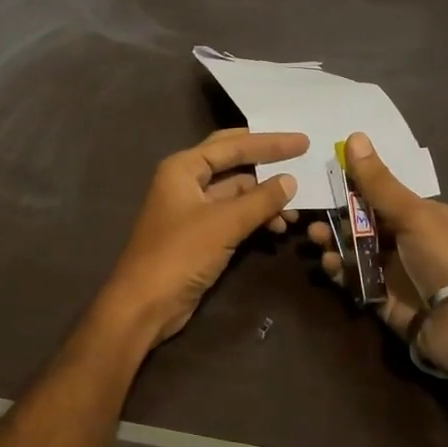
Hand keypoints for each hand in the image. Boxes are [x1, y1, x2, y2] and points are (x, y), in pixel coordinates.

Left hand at [98, 128, 306, 345]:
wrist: (144, 304)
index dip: (270, 142)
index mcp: (184, 168)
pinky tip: (278, 227)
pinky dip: (255, 217)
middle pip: (233, 162)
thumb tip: (290, 180)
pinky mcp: (199, 234)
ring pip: (236, 192)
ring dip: (265, 198)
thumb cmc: (179, 255)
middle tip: (302, 157)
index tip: (303, 142)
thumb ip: (260, 200)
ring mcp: (193, 208)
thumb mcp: (224, 224)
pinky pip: (234, 215)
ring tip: (296, 210)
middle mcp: (187, 181)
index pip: (233, 145)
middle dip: (267, 161)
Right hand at [307, 132, 447, 366]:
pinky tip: (329, 264)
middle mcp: (410, 242)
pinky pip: (356, 281)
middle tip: (313, 216)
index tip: (326, 181)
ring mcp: (397, 272)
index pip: (383, 197)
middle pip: (366, 225)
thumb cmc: (445, 256)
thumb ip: (378, 182)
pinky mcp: (384, 300)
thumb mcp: (412, 214)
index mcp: (424, 216)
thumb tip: (355, 136)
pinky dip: (340, 271)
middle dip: (338, 219)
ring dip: (335, 243)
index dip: (355, 189)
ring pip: (357, 252)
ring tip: (315, 239)